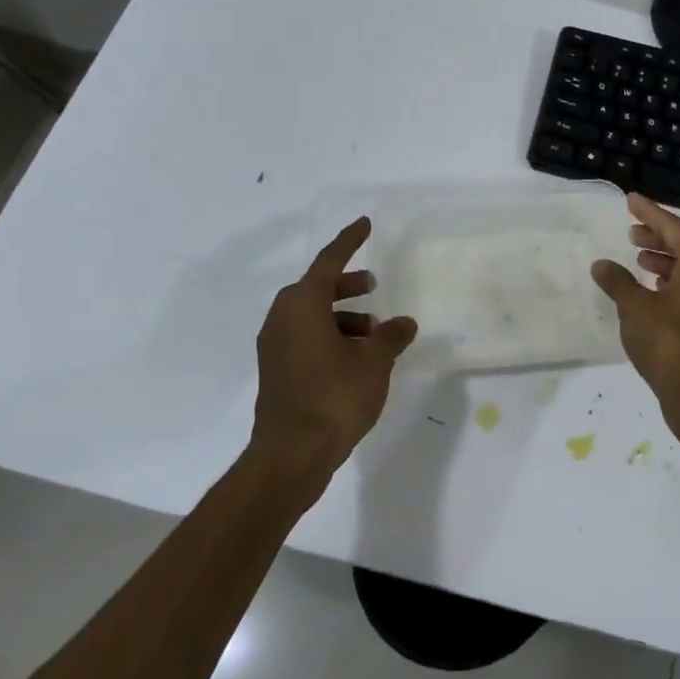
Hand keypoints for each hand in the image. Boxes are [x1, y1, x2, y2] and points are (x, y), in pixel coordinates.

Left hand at [248, 217, 416, 492]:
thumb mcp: (374, 362)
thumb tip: (403, 323)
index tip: (366, 224)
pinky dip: (331, 337)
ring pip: (312, 316)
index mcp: (302, 304)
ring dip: (343, 316)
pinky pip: (306, 338)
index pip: (329, 261)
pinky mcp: (277, 370)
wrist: (292, 454)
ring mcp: (276, 346)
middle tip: (374, 285)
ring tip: (375, 332)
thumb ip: (391, 336)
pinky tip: (357, 358)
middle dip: (348, 284)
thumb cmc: (334, 397)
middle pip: (317, 288)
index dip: (350, 241)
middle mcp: (282, 318)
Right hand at [590, 193, 679, 423]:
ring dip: (664, 260)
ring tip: (638, 259)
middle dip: (658, 236)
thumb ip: (617, 282)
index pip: (673, 227)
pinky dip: (670, 283)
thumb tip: (601, 264)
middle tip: (631, 232)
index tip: (631, 200)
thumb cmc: (669, 341)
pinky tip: (650, 292)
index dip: (649, 213)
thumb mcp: (635, 307)